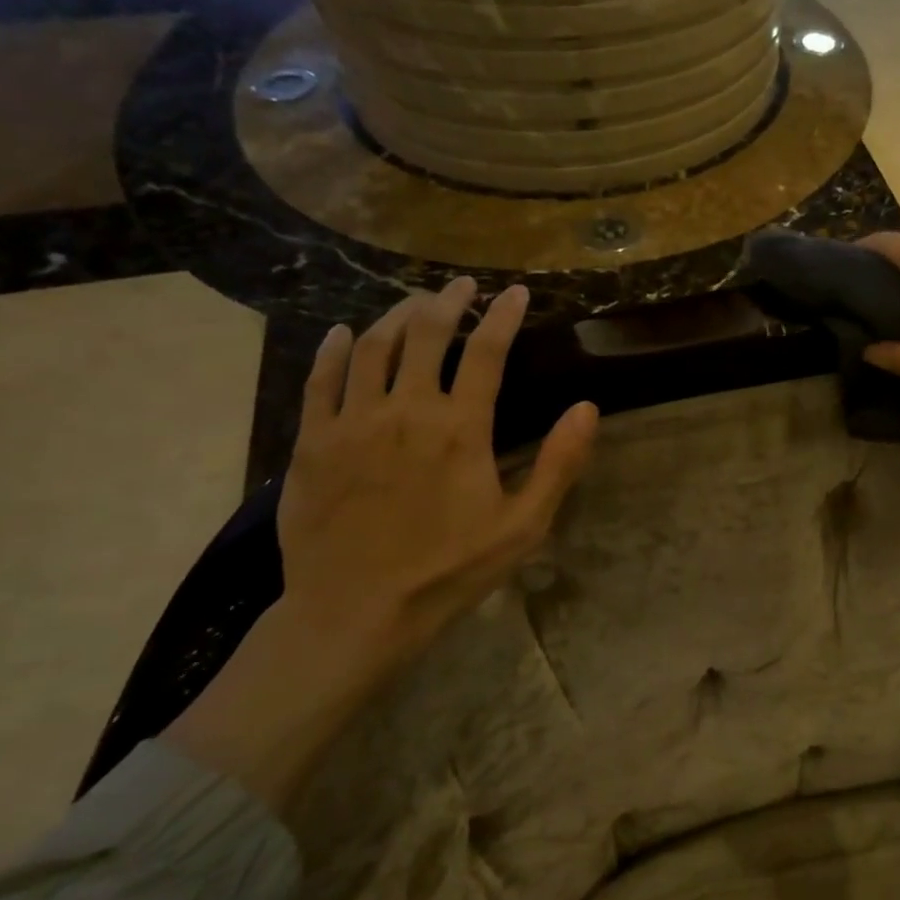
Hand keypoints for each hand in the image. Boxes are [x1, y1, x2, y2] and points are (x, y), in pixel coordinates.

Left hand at [278, 278, 596, 664]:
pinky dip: (334, 350)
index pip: (486, 352)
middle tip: (461, 286)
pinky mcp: (311, 443)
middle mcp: (404, 411)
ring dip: (395, 316)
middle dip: (446, 302)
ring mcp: (351, 424)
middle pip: (424, 335)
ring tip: (413, 304)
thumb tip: (588, 407)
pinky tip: (342, 334)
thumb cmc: (450, 570)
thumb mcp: (524, 526)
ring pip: (372, 348)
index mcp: (460, 429)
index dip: (503, 317)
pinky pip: (321, 380)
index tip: (516, 293)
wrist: (356, 612)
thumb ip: (559, 464)